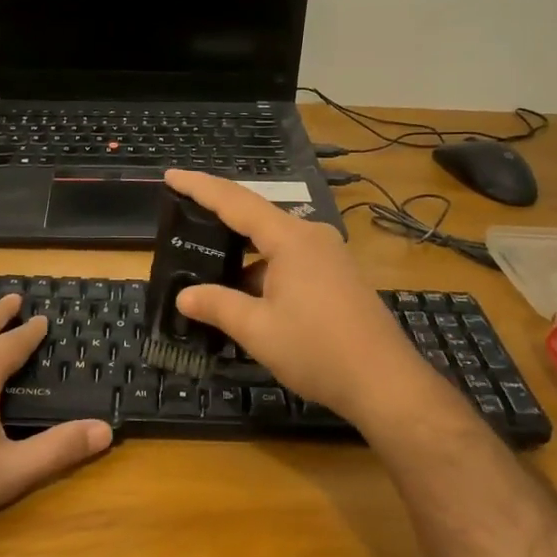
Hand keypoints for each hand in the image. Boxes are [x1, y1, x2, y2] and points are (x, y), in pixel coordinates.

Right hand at [164, 169, 427, 423]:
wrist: (385, 382)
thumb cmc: (317, 350)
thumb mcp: (258, 330)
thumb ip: (218, 306)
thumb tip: (184, 297)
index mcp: (290, 238)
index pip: (235, 201)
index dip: (200, 187)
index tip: (170, 174)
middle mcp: (312, 236)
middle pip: (256, 218)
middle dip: (219, 221)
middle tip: (184, 222)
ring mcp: (329, 255)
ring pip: (274, 244)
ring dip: (243, 256)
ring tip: (209, 271)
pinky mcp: (338, 276)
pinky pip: (291, 260)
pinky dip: (264, 271)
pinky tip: (248, 298)